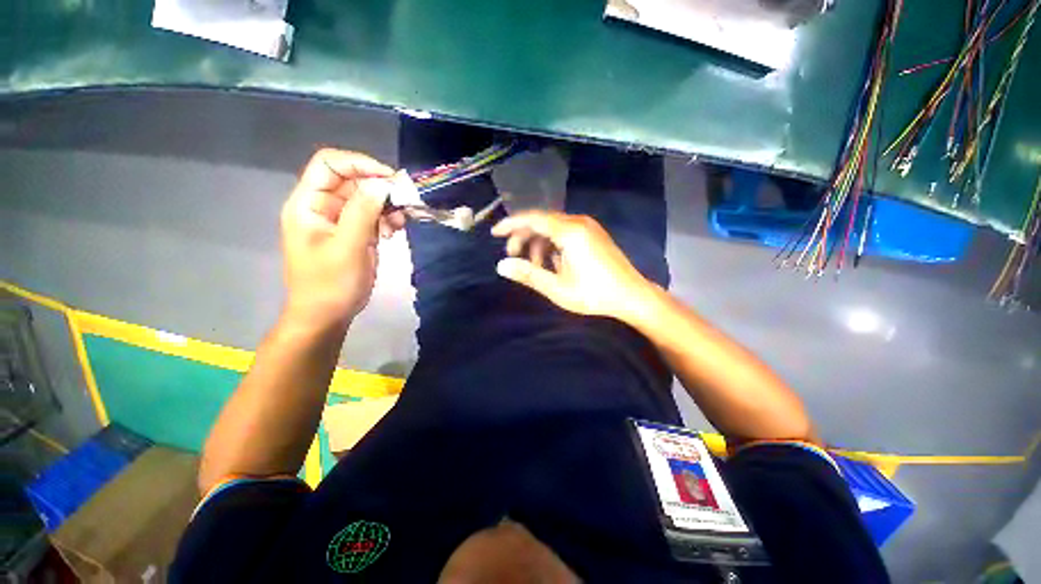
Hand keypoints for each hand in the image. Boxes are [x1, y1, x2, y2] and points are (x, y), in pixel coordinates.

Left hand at [280, 149, 402, 329]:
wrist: (328, 315)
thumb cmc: (331, 284)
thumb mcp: (348, 247)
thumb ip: (363, 212)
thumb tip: (382, 184)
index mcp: (308, 204)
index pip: (329, 165)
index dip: (359, 164)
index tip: (390, 179)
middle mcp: (323, 206)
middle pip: (352, 180)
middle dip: (380, 188)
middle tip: (405, 201)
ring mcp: (341, 220)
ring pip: (367, 198)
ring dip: (387, 206)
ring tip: (399, 223)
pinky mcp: (356, 233)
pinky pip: (374, 216)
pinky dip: (387, 219)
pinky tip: (395, 231)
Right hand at [491, 211, 655, 322]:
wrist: (632, 297)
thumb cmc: (594, 294)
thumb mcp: (558, 288)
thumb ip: (528, 275)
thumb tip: (501, 265)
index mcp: (570, 232)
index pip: (533, 219)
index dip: (511, 224)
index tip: (494, 233)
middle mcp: (579, 222)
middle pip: (542, 222)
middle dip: (523, 237)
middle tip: (512, 256)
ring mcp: (588, 227)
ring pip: (553, 228)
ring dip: (539, 243)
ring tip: (534, 266)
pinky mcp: (593, 234)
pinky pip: (565, 233)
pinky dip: (553, 245)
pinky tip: (552, 263)